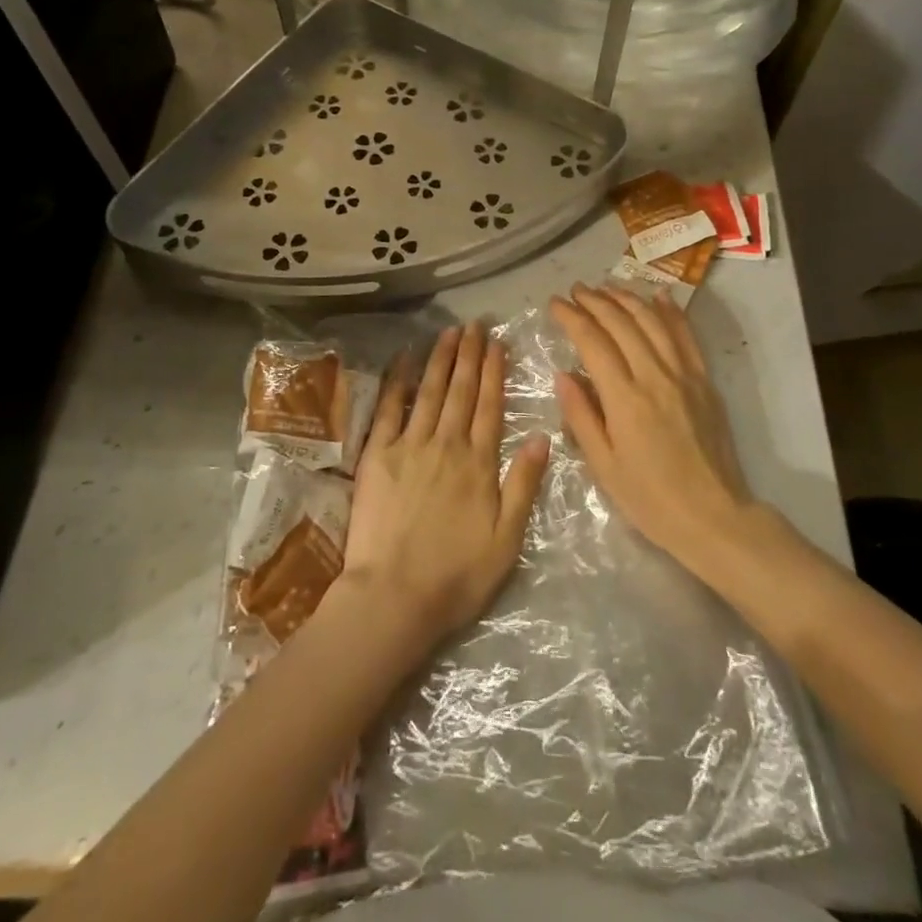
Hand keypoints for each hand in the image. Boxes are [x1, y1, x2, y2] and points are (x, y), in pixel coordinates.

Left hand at [339, 322, 549, 648]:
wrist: (394, 596)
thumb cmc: (457, 575)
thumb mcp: (507, 539)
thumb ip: (524, 485)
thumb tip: (542, 437)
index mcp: (479, 462)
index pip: (490, 405)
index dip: (494, 371)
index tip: (497, 343)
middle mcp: (447, 444)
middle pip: (461, 390)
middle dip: (470, 354)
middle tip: (475, 324)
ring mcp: (410, 446)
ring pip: (430, 391)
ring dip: (441, 359)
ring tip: (449, 332)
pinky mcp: (378, 455)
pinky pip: (389, 408)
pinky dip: (398, 380)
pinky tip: (405, 358)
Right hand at [549, 284, 750, 568]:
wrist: (714, 516)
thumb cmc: (650, 499)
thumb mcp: (604, 466)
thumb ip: (582, 416)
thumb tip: (564, 374)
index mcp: (625, 399)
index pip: (593, 342)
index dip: (572, 318)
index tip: (555, 304)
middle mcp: (654, 376)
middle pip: (622, 323)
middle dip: (595, 301)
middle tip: (575, 290)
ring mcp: (684, 375)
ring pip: (652, 322)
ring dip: (627, 299)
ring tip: (606, 287)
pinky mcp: (704, 381)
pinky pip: (686, 336)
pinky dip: (671, 312)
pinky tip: (658, 296)